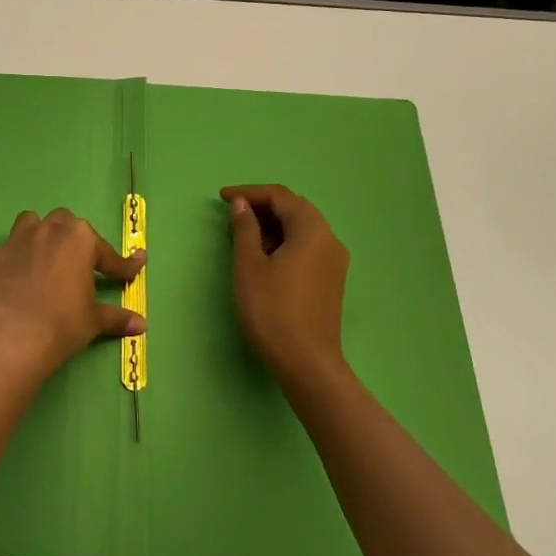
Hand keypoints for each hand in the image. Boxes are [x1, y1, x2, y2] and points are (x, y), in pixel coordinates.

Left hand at [0, 209, 145, 369]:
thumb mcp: (94, 321)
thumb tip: (141, 324)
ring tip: (39, 260)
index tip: (130, 273)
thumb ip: (117, 317)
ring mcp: (13, 240)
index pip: (105, 252)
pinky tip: (6, 282)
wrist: (14, 336)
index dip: (119, 266)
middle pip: (63, 222)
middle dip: (70, 239)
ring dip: (36, 237)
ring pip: (28, 224)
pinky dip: (3, 264)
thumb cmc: (63, 324)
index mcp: (79, 239)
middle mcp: (46, 230)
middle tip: (75, 264)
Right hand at [222, 184, 350, 383]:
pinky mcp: (331, 279)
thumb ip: (245, 229)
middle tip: (231, 214)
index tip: (222, 198)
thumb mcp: (249, 265)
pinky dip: (284, 241)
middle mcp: (329, 239)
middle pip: (294, 208)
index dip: (249, 192)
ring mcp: (334, 260)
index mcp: (311, 229)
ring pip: (301, 228)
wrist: (306, 362)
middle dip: (262, 206)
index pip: (280, 196)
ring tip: (242, 234)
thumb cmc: (271, 309)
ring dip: (272, 224)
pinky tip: (263, 255)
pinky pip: (307, 246)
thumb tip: (241, 204)